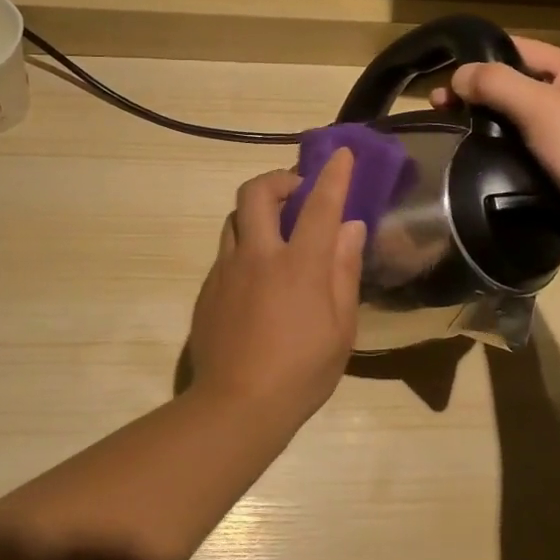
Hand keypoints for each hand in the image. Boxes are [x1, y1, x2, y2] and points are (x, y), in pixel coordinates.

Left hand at [186, 150, 367, 428]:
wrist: (236, 405)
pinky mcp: (208, 289)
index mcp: (299, 265)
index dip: (334, 174)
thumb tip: (351, 228)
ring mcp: (226, 270)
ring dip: (257, 212)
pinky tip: (256, 279)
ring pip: (235, 219)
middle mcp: (258, 256)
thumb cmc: (301, 372)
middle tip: (297, 192)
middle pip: (256, 193)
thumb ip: (343, 272)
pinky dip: (244, 247)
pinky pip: (225, 252)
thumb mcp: (341, 328)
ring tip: (276, 233)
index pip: (320, 205)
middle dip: (278, 179)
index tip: (342, 154)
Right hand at [439, 38, 559, 258]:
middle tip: (439, 111)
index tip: (444, 79)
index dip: (478, 59)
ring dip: (486, 126)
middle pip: (514, 85)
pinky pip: (525, 151)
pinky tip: (477, 162)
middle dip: (476, 95)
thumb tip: (458, 75)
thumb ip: (496, 83)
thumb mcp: (540, 105)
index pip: (517, 49)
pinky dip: (502, 152)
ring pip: (517, 121)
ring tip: (451, 137)